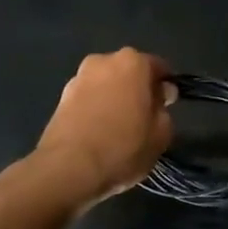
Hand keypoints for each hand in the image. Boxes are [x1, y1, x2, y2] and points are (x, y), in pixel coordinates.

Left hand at [32, 49, 174, 209]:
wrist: (68, 168)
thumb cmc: (123, 148)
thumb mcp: (161, 135)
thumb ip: (164, 111)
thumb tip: (158, 100)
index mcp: (132, 62)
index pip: (158, 67)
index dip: (165, 87)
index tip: (166, 106)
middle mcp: (103, 60)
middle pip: (129, 72)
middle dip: (137, 89)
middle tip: (143, 117)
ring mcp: (78, 77)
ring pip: (106, 84)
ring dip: (114, 98)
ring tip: (118, 127)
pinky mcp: (61, 97)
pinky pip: (88, 98)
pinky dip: (96, 108)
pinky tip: (99, 132)